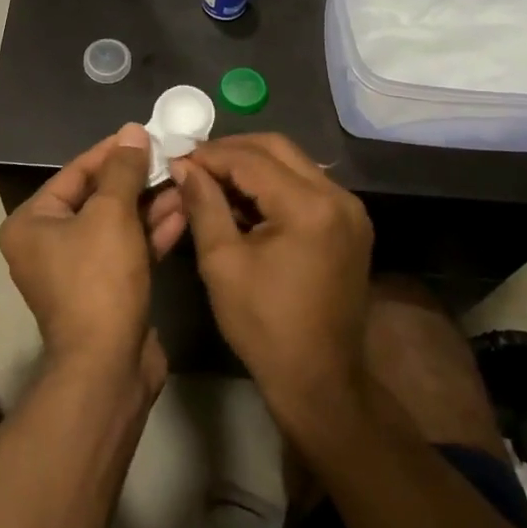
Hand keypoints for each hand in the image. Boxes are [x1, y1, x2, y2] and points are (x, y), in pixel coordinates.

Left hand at [0, 125, 183, 390]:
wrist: (108, 366)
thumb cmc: (99, 279)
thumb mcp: (111, 214)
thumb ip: (123, 170)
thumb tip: (132, 131)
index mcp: (32, 223)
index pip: (75, 173)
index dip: (111, 152)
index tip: (144, 134)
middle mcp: (47, 244)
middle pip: (97, 198)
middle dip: (136, 180)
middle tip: (170, 157)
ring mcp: (77, 270)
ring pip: (116, 225)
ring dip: (149, 205)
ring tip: (184, 181)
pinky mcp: (105, 290)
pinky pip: (127, 250)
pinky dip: (151, 233)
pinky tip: (182, 212)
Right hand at [173, 134, 372, 420]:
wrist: (319, 379)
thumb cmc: (264, 326)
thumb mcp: (222, 262)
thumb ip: (203, 204)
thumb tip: (182, 165)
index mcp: (309, 207)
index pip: (251, 159)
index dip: (209, 155)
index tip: (176, 159)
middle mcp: (338, 197)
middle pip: (277, 148)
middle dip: (232, 151)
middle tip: (194, 164)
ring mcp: (350, 210)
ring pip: (294, 163)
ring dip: (252, 165)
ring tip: (213, 180)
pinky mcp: (350, 224)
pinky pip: (306, 185)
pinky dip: (273, 184)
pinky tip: (243, 200)